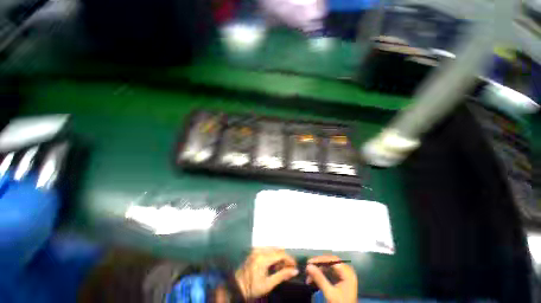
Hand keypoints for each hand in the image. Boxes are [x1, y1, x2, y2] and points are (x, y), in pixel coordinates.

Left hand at [235, 248, 298, 299]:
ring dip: (279, 256)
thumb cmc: (253, 287)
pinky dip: (273, 255)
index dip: (289, 259)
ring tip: (282, 267)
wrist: (237, 286)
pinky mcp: (255, 250)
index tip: (295, 266)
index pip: (280, 254)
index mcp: (263, 258)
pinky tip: (274, 264)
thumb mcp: (268, 284)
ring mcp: (256, 249)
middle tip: (289, 268)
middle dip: (285, 258)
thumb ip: (282, 275)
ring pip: (273, 248)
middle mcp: (260, 250)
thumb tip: (295, 271)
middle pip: (277, 249)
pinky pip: (267, 249)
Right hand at [306, 255, 357, 302]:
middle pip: (330, 263)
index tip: (309, 262)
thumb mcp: (330, 293)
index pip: (333, 260)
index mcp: (348, 273)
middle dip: (318, 265)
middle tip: (308, 267)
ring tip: (308, 276)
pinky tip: (313, 279)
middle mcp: (347, 272)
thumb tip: (308, 266)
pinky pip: (329, 273)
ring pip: (328, 268)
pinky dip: (321, 275)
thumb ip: (319, 279)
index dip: (321, 260)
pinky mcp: (340, 280)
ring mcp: (343, 276)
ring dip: (318, 271)